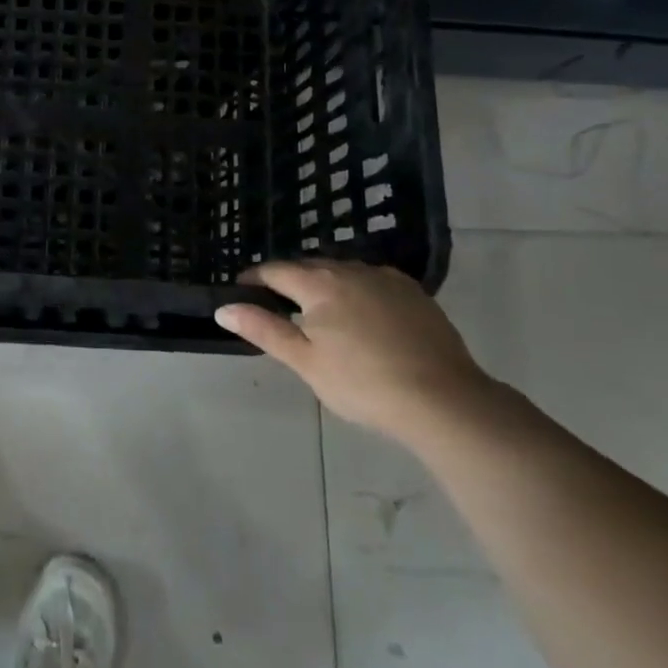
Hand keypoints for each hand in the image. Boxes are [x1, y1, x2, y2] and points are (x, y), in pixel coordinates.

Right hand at [215, 259, 493, 437]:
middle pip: (310, 267)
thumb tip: (223, 308)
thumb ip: (264, 329)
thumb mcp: (305, 361)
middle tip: (278, 305)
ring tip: (319, 312)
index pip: (276, 270)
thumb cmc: (362, 383)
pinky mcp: (415, 293)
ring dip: (325, 284)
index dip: (255, 279)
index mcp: (319, 283)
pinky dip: (357, 292)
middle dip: (290, 280)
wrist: (444, 400)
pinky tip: (363, 316)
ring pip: (344, 272)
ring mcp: (387, 279)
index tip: (242, 291)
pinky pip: (373, 282)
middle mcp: (351, 270)